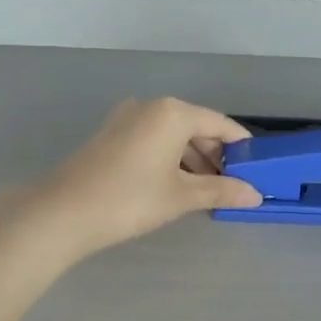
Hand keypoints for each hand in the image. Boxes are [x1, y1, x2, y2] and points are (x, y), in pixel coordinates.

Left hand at [17, 98, 260, 259]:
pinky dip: (170, 158)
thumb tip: (255, 195)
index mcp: (173, 112)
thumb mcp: (181, 196)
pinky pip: (152, 140)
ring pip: (173, 134)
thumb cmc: (130, 199)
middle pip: (196, 126)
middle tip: (233, 184)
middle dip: (216, 154)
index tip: (257, 168)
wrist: (63, 213)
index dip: (241, 147)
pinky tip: (176, 184)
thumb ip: (221, 191)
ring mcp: (126, 119)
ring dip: (193, 159)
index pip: (220, 124)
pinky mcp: (110, 135)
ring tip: (207, 190)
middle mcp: (150, 107)